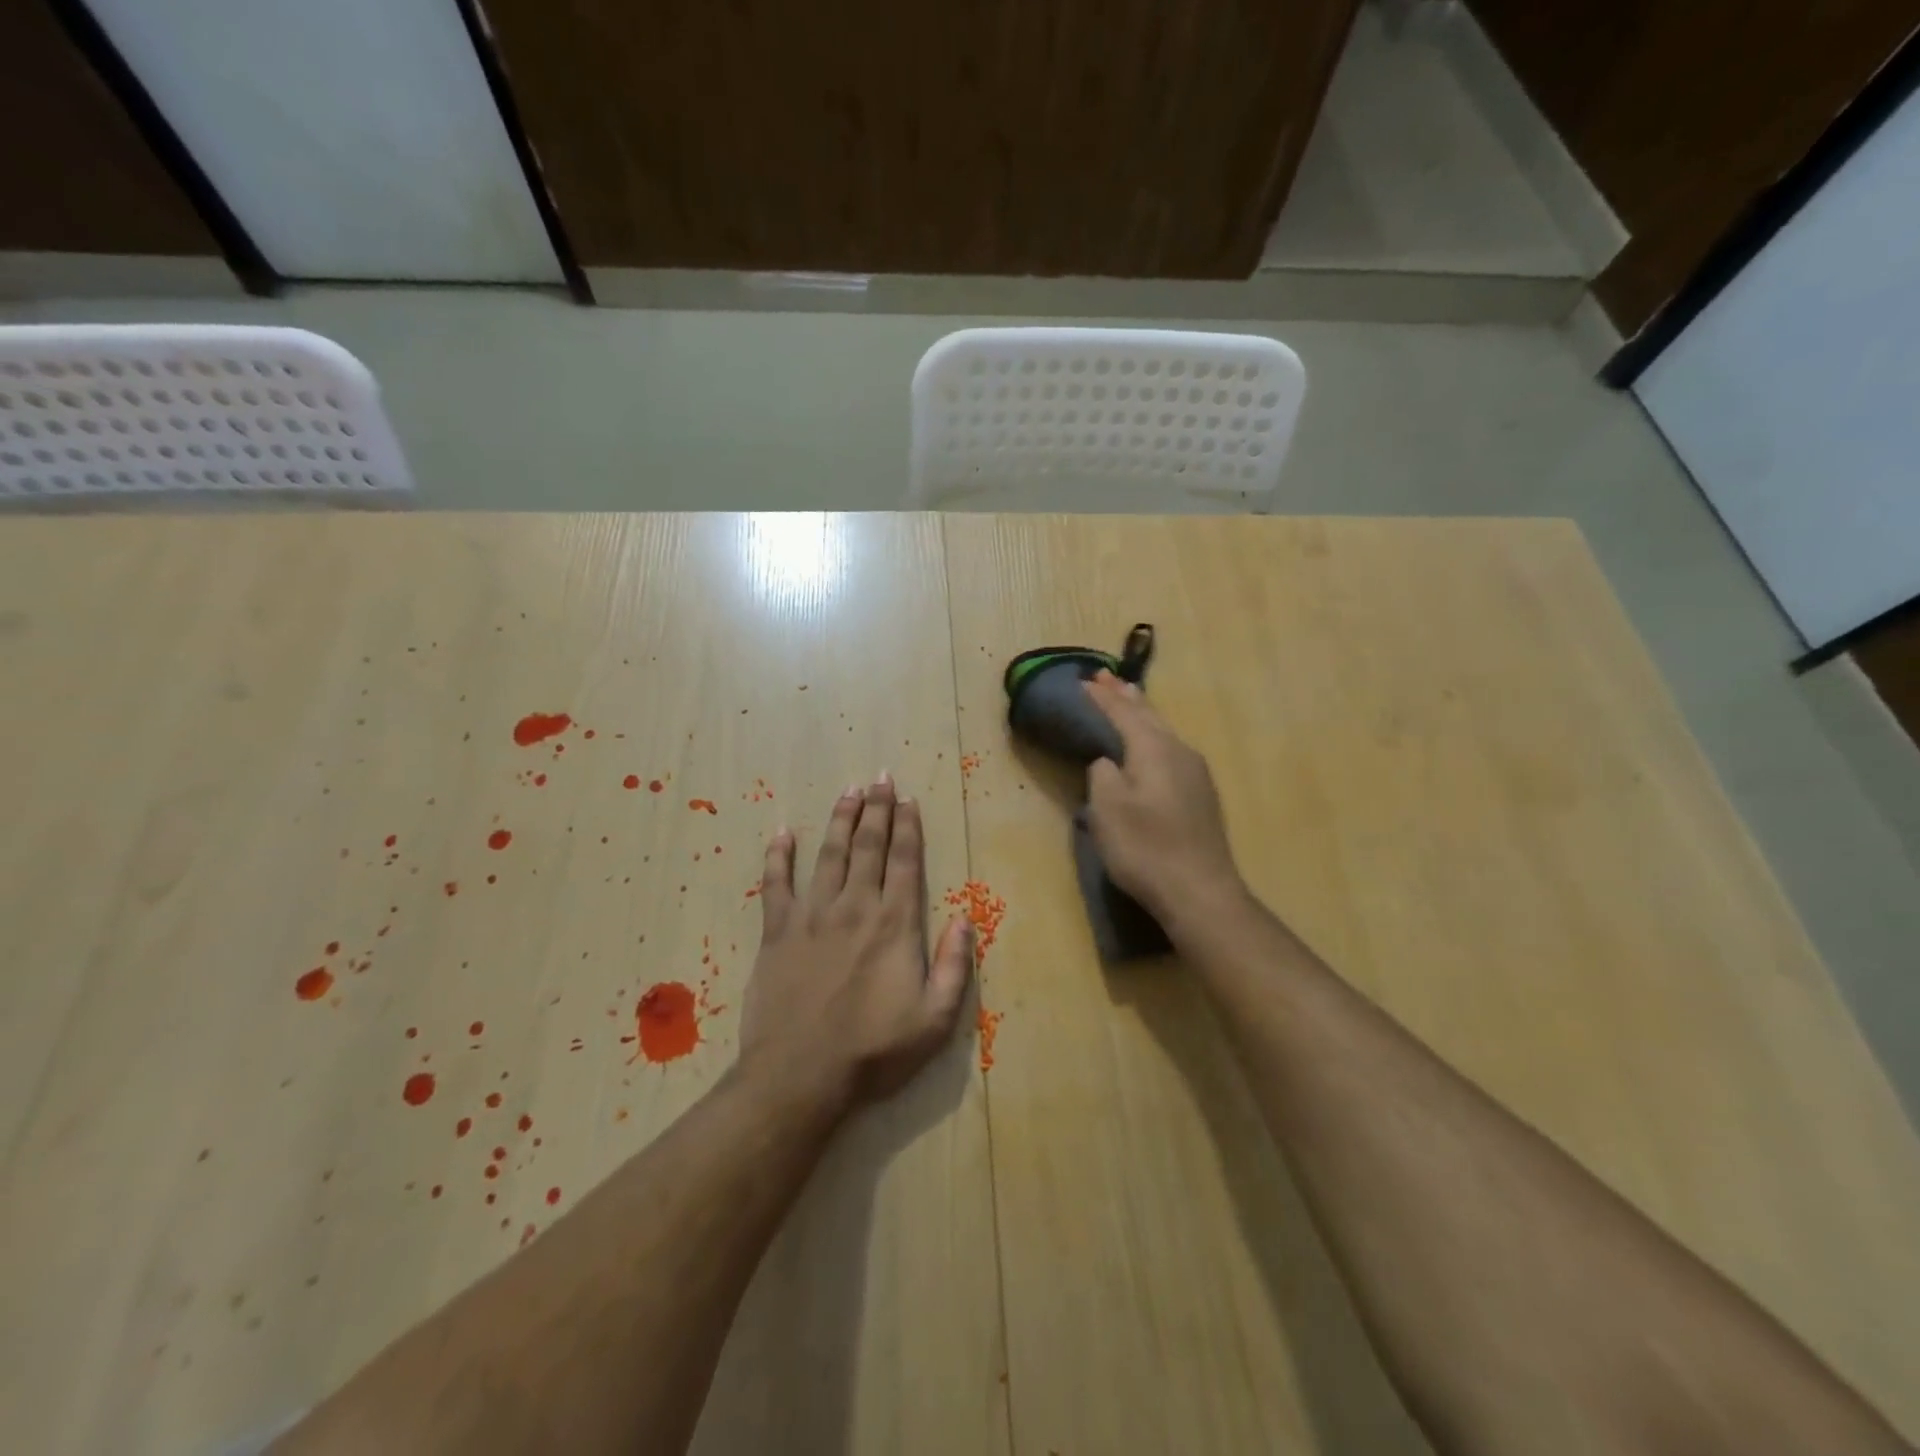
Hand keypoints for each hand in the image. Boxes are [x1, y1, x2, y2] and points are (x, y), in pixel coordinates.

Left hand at [739, 775, 973, 1113]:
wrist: (800, 1077)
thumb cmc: (873, 1051)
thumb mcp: (935, 1019)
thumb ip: (954, 965)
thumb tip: (965, 917)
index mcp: (894, 924)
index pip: (905, 862)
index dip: (908, 827)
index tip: (908, 799)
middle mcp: (855, 907)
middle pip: (868, 847)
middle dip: (877, 809)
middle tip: (880, 778)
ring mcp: (811, 916)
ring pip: (828, 854)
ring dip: (840, 819)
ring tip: (849, 790)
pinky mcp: (777, 932)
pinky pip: (776, 884)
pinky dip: (778, 856)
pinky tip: (783, 833)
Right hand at [1083, 671, 1244, 923]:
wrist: (1200, 891)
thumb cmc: (1146, 848)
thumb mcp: (1107, 810)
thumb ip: (1102, 775)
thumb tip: (1108, 761)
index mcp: (1154, 749)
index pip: (1123, 713)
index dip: (1101, 697)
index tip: (1083, 681)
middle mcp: (1180, 751)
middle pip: (1149, 715)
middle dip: (1125, 696)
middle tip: (1106, 678)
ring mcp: (1196, 773)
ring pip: (1163, 732)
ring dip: (1142, 714)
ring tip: (1128, 699)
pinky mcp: (1201, 795)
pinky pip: (1171, 750)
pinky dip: (1153, 737)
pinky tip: (1151, 744)